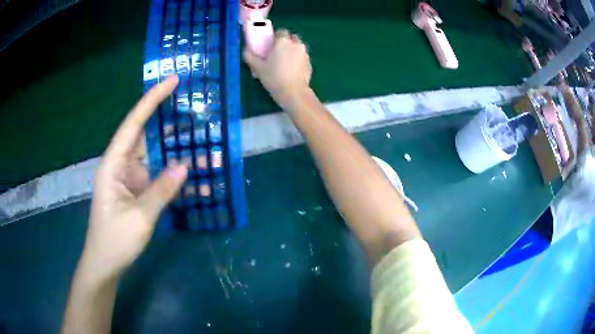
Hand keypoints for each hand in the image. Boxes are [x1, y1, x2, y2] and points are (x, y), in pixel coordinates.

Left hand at [83, 75, 186, 280]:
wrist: (106, 263)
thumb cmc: (115, 241)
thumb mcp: (139, 218)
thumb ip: (160, 191)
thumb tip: (184, 167)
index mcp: (113, 165)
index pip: (133, 125)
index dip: (151, 101)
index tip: (171, 81)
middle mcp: (120, 165)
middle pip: (143, 134)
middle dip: (165, 118)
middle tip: (190, 104)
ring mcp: (129, 178)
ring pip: (152, 154)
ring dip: (173, 147)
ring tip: (199, 135)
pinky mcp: (136, 190)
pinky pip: (156, 175)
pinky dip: (172, 172)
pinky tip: (191, 170)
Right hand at [243, 29, 311, 109]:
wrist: (293, 92)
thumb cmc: (273, 77)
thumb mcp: (257, 67)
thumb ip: (250, 56)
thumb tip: (246, 49)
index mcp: (283, 41)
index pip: (281, 31)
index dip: (275, 37)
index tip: (270, 45)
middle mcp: (296, 44)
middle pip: (291, 37)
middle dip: (285, 42)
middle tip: (277, 52)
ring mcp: (305, 53)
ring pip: (298, 47)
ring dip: (292, 50)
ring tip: (284, 61)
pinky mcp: (310, 63)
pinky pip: (302, 57)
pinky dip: (297, 59)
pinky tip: (291, 69)